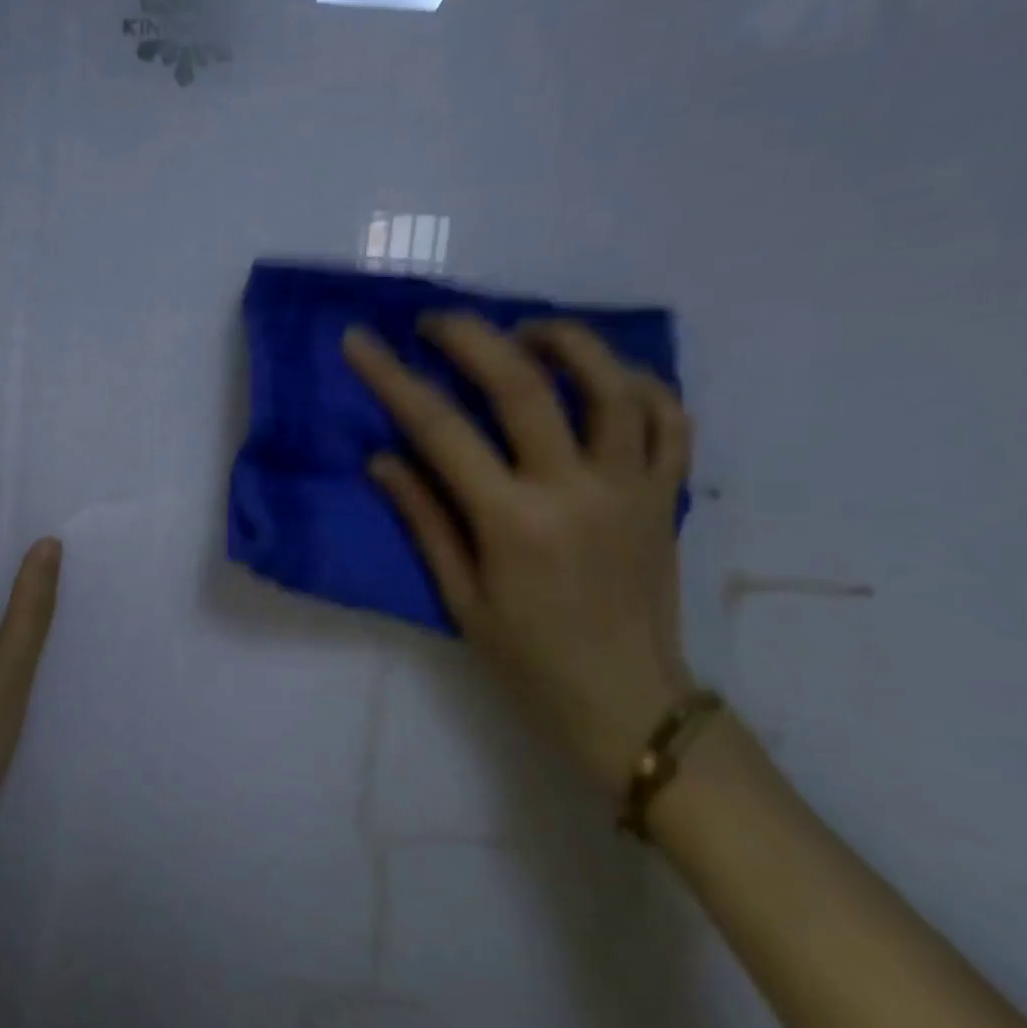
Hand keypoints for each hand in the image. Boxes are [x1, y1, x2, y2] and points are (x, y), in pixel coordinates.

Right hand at [343, 315, 693, 792]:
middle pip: (523, 383)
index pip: (439, 428)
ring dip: (563, 340)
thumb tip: (383, 458)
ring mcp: (631, 486)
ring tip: (525, 331)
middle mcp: (576, 489)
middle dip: (471, 336)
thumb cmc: (528, 660)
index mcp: (513, 521)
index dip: (392, 377)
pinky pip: (667, 419)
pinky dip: (636, 383)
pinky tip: (601, 376)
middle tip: (435, 322)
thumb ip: (424, 519)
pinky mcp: (667, 495)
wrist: (629, 705)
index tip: (359, 341)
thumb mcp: (459, 597)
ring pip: (610, 382)